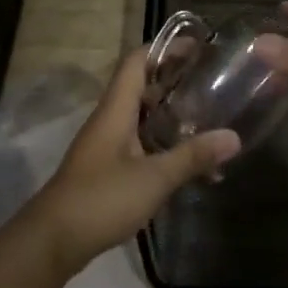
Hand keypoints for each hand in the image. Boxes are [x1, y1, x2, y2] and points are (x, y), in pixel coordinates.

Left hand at [25, 48, 241, 271]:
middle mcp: (109, 119)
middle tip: (210, 82)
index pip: (136, 62)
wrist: (53, 239)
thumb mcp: (154, 178)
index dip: (164, 49)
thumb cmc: (102, 198)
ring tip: (207, 118)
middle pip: (140, 86)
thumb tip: (234, 137)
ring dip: (169, 115)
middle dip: (173, 81)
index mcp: (116, 109)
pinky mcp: (106, 168)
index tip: (196, 48)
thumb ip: (193, 157)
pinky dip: (162, 144)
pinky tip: (186, 161)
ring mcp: (106, 145)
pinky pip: (138, 143)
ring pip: (141, 117)